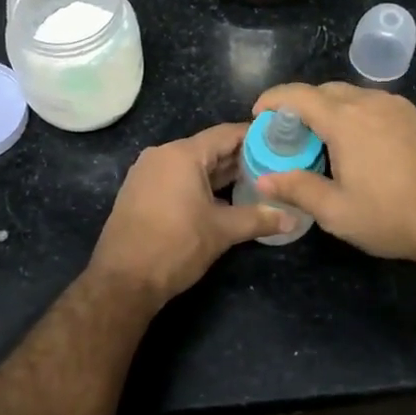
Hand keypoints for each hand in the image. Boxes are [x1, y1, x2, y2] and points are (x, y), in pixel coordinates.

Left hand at [87, 122, 289, 308]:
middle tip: (274, 166)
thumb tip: (293, 219)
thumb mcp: (222, 231)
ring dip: (221, 173)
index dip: (255, 137)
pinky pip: (177, 178)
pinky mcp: (140, 192)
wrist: (123, 280)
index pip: (226, 134)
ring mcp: (147, 173)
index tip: (280, 142)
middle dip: (240, 158)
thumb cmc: (175, 246)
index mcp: (182, 154)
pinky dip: (200, 184)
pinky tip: (222, 199)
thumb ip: (259, 219)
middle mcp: (162, 155)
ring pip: (193, 165)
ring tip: (255, 182)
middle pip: (209, 148)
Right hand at [251, 83, 415, 268]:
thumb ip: (297, 189)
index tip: (258, 114)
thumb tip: (263, 179)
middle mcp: (371, 103)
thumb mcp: (336, 211)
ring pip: (354, 95)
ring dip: (331, 108)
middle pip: (326, 90)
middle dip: (301, 104)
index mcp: (345, 120)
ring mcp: (399, 107)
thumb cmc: (392, 216)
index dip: (273, 99)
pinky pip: (378, 106)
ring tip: (323, 138)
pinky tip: (362, 144)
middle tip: (289, 133)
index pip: (298, 95)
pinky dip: (358, 115)